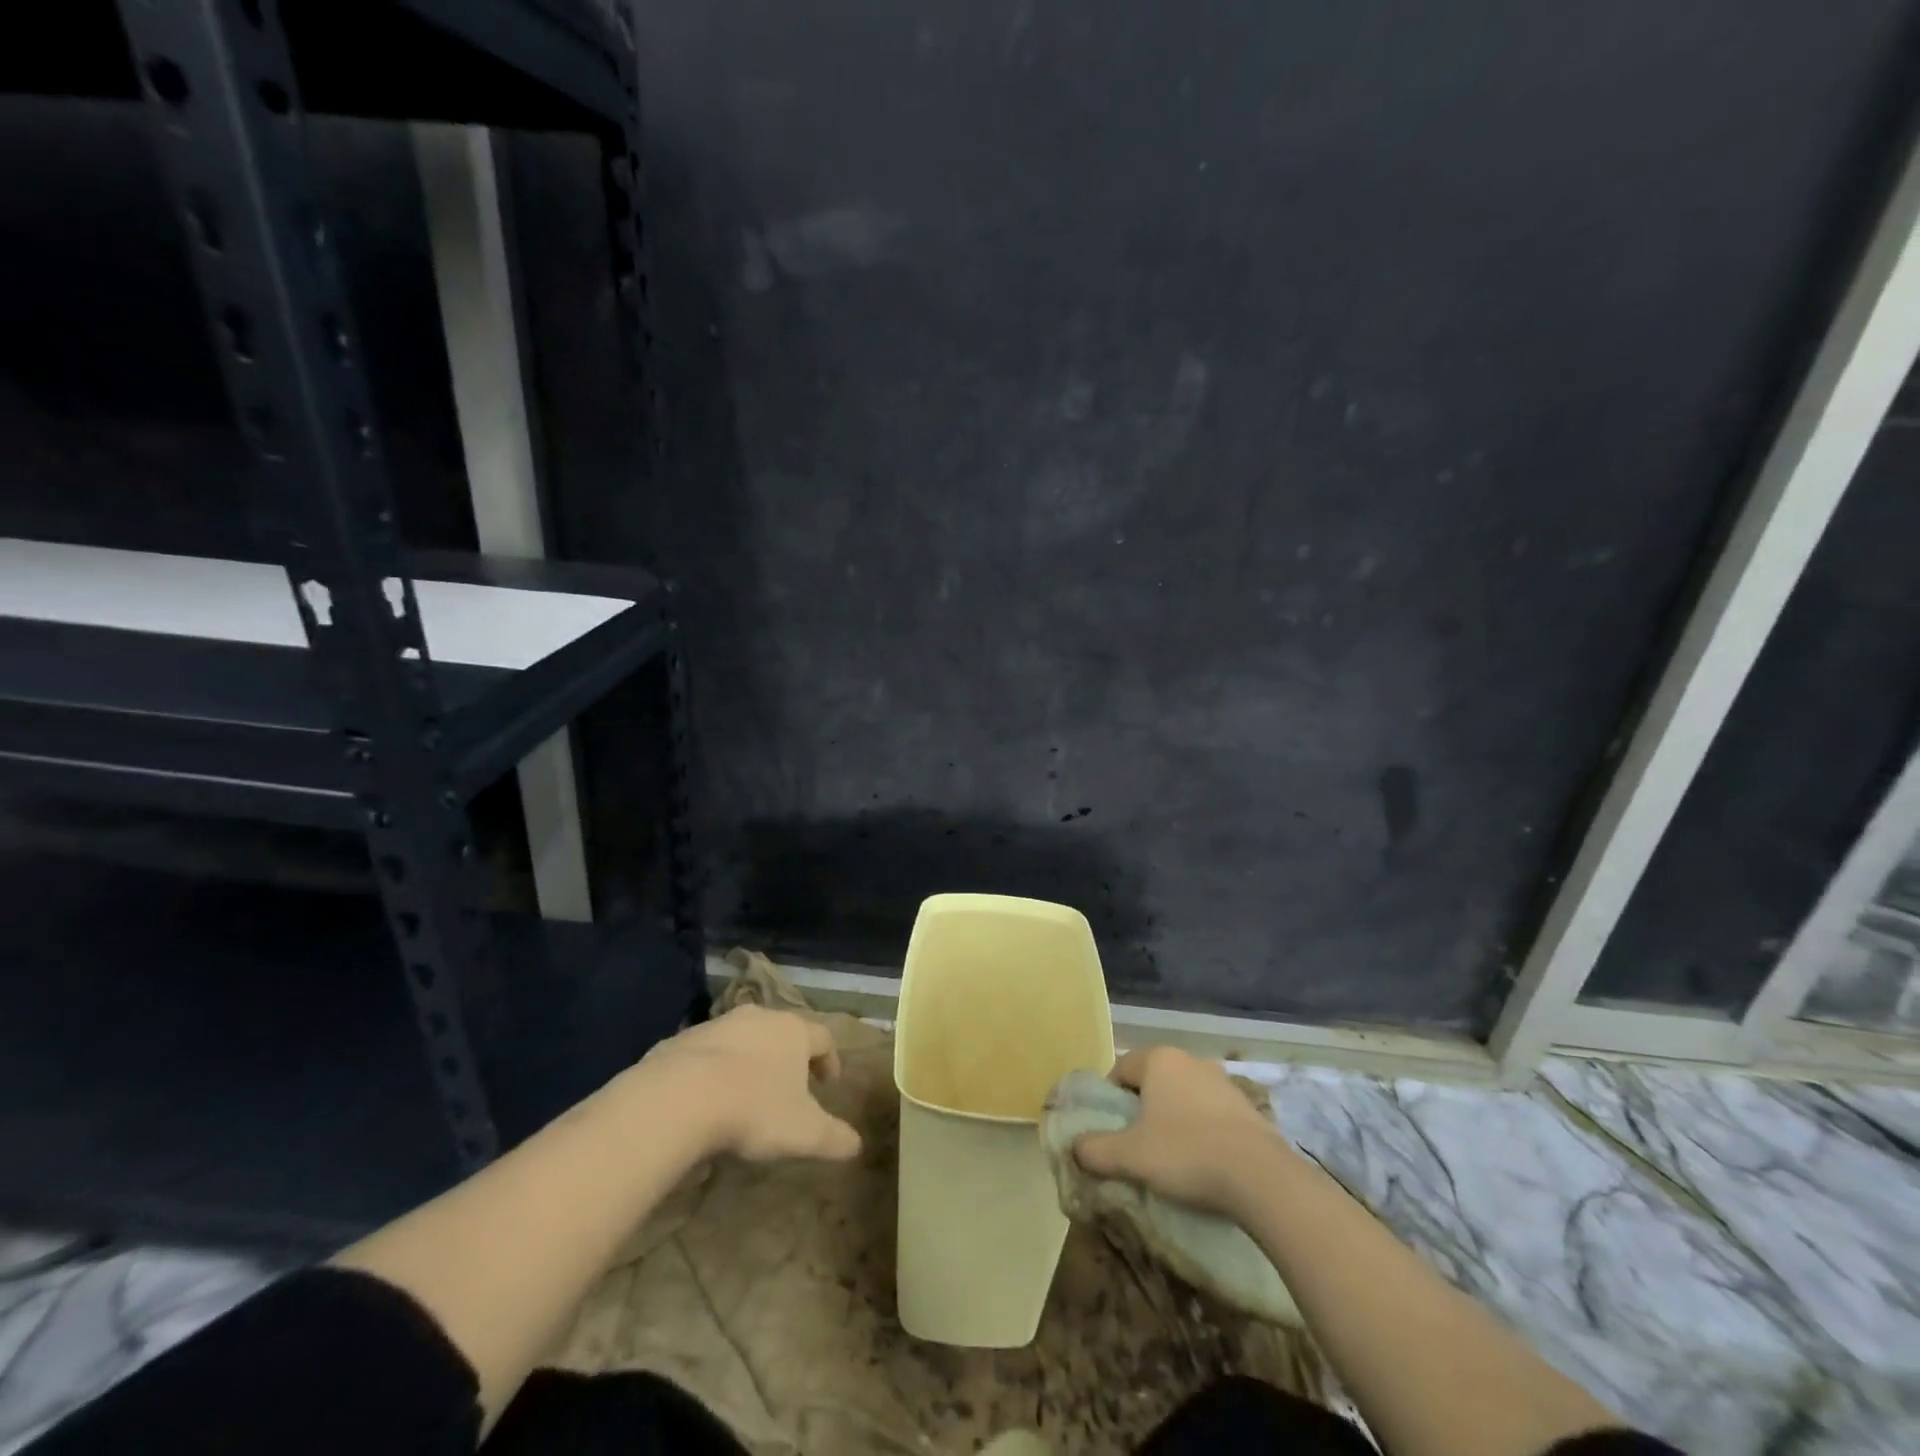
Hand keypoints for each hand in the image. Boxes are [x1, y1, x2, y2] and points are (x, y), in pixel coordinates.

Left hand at [635, 1006, 861, 1163]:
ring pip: (743, 1039)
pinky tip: (705, 1102)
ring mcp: (717, 1025)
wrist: (679, 1097)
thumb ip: (835, 1138)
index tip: (829, 1084)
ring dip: (748, 1061)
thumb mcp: (804, 1133)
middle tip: (788, 1087)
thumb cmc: (754, 1109)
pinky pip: (705, 1053)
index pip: (823, 1038)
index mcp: (793, 1031)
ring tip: (744, 1096)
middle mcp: (759, 1017)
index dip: (830, 1061)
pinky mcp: (681, 1040)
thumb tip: (856, 1146)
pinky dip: (712, 1071)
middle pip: (782, 1032)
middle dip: (787, 1058)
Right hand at [1073, 1046, 1291, 1216]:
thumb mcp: (1130, 1156)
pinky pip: (1210, 1112)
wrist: (1261, 1178)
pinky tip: (1204, 1160)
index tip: (1112, 1131)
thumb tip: (1075, 1146)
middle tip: (1138, 1145)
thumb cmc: (1186, 1154)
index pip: (1120, 1069)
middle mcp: (1189, 1059)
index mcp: (1158, 1059)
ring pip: (1182, 1095)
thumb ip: (1095, 1149)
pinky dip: (1201, 1129)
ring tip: (1172, 1157)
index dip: (1110, 1100)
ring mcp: (1222, 1080)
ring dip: (1173, 1118)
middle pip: (1152, 1081)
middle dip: (1142, 1109)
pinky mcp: (1247, 1105)